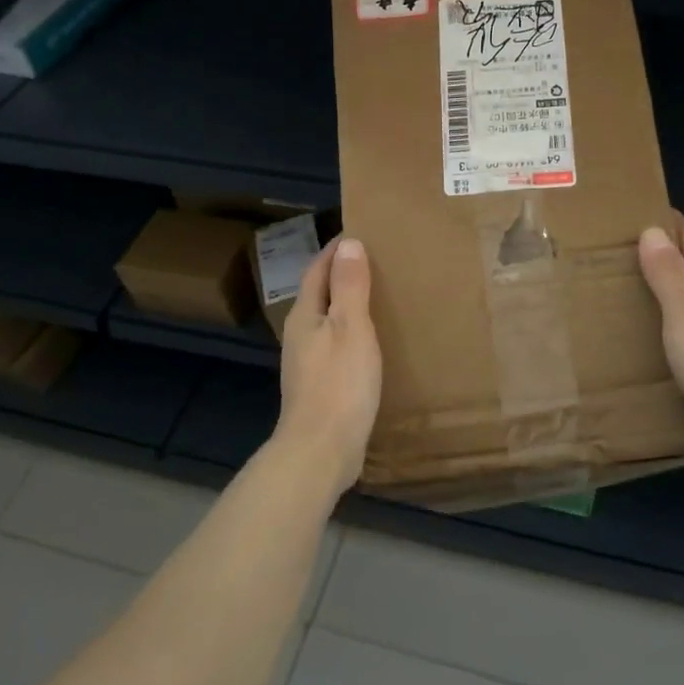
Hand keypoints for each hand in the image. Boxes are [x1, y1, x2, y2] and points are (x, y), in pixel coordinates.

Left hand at [275, 235, 381, 497]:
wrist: (321, 451)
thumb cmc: (339, 384)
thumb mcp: (351, 328)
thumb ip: (349, 286)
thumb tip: (348, 243)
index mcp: (305, 315)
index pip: (318, 269)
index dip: (337, 250)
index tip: (362, 233)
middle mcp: (301, 335)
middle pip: (321, 293)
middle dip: (344, 275)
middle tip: (381, 262)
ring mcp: (308, 363)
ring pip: (329, 321)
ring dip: (350, 306)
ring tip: (382, 297)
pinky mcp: (320, 386)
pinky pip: (337, 346)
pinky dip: (354, 334)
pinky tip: (374, 343)